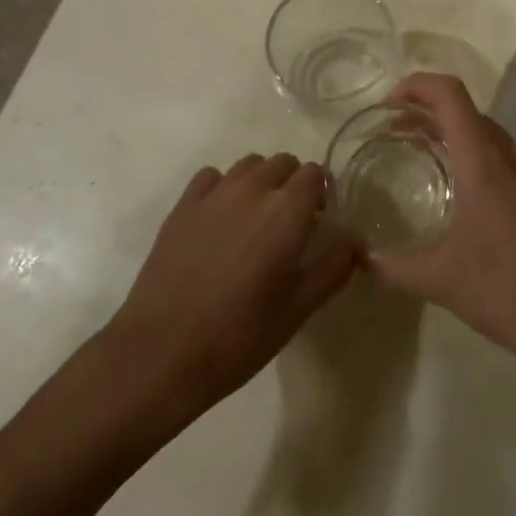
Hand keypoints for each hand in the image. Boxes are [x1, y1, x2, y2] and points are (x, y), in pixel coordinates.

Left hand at [113, 155, 356, 410]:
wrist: (161, 352)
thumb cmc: (239, 335)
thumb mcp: (299, 309)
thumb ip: (333, 267)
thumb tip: (353, 242)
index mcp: (286, 211)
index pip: (315, 173)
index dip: (321, 193)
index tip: (318, 221)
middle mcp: (252, 190)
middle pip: (283, 163)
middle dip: (292, 184)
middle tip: (289, 224)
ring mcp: (213, 195)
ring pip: (248, 165)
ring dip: (260, 182)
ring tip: (254, 221)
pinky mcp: (182, 207)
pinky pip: (211, 177)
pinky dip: (223, 188)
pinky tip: (219, 221)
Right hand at [362, 74, 515, 373]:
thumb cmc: (511, 292)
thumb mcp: (442, 281)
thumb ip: (393, 267)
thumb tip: (360, 259)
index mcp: (485, 162)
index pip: (449, 94)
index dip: (415, 86)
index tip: (386, 107)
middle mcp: (511, 156)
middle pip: (465, 110)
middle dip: (425, 111)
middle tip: (391, 132)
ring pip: (485, 134)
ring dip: (449, 133)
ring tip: (417, 154)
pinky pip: (501, 156)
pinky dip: (471, 155)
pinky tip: (457, 192)